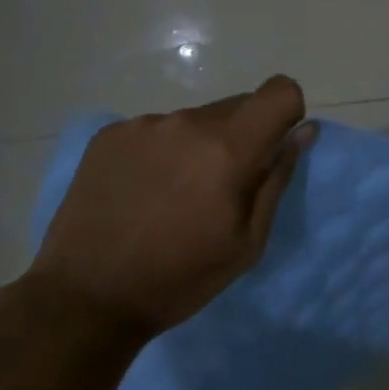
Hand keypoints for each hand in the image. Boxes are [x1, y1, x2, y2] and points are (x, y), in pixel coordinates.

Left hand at [33, 75, 311, 345]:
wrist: (84, 298)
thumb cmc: (179, 279)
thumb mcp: (246, 243)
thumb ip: (277, 180)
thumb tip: (304, 132)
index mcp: (227, 148)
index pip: (279, 91)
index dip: (286, 112)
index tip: (273, 147)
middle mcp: (187, 122)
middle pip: (237, 106)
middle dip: (242, 137)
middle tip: (219, 188)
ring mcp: (144, 125)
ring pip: (194, 120)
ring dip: (198, 145)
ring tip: (172, 195)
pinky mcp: (110, 133)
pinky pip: (156, 129)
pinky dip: (161, 151)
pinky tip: (141, 191)